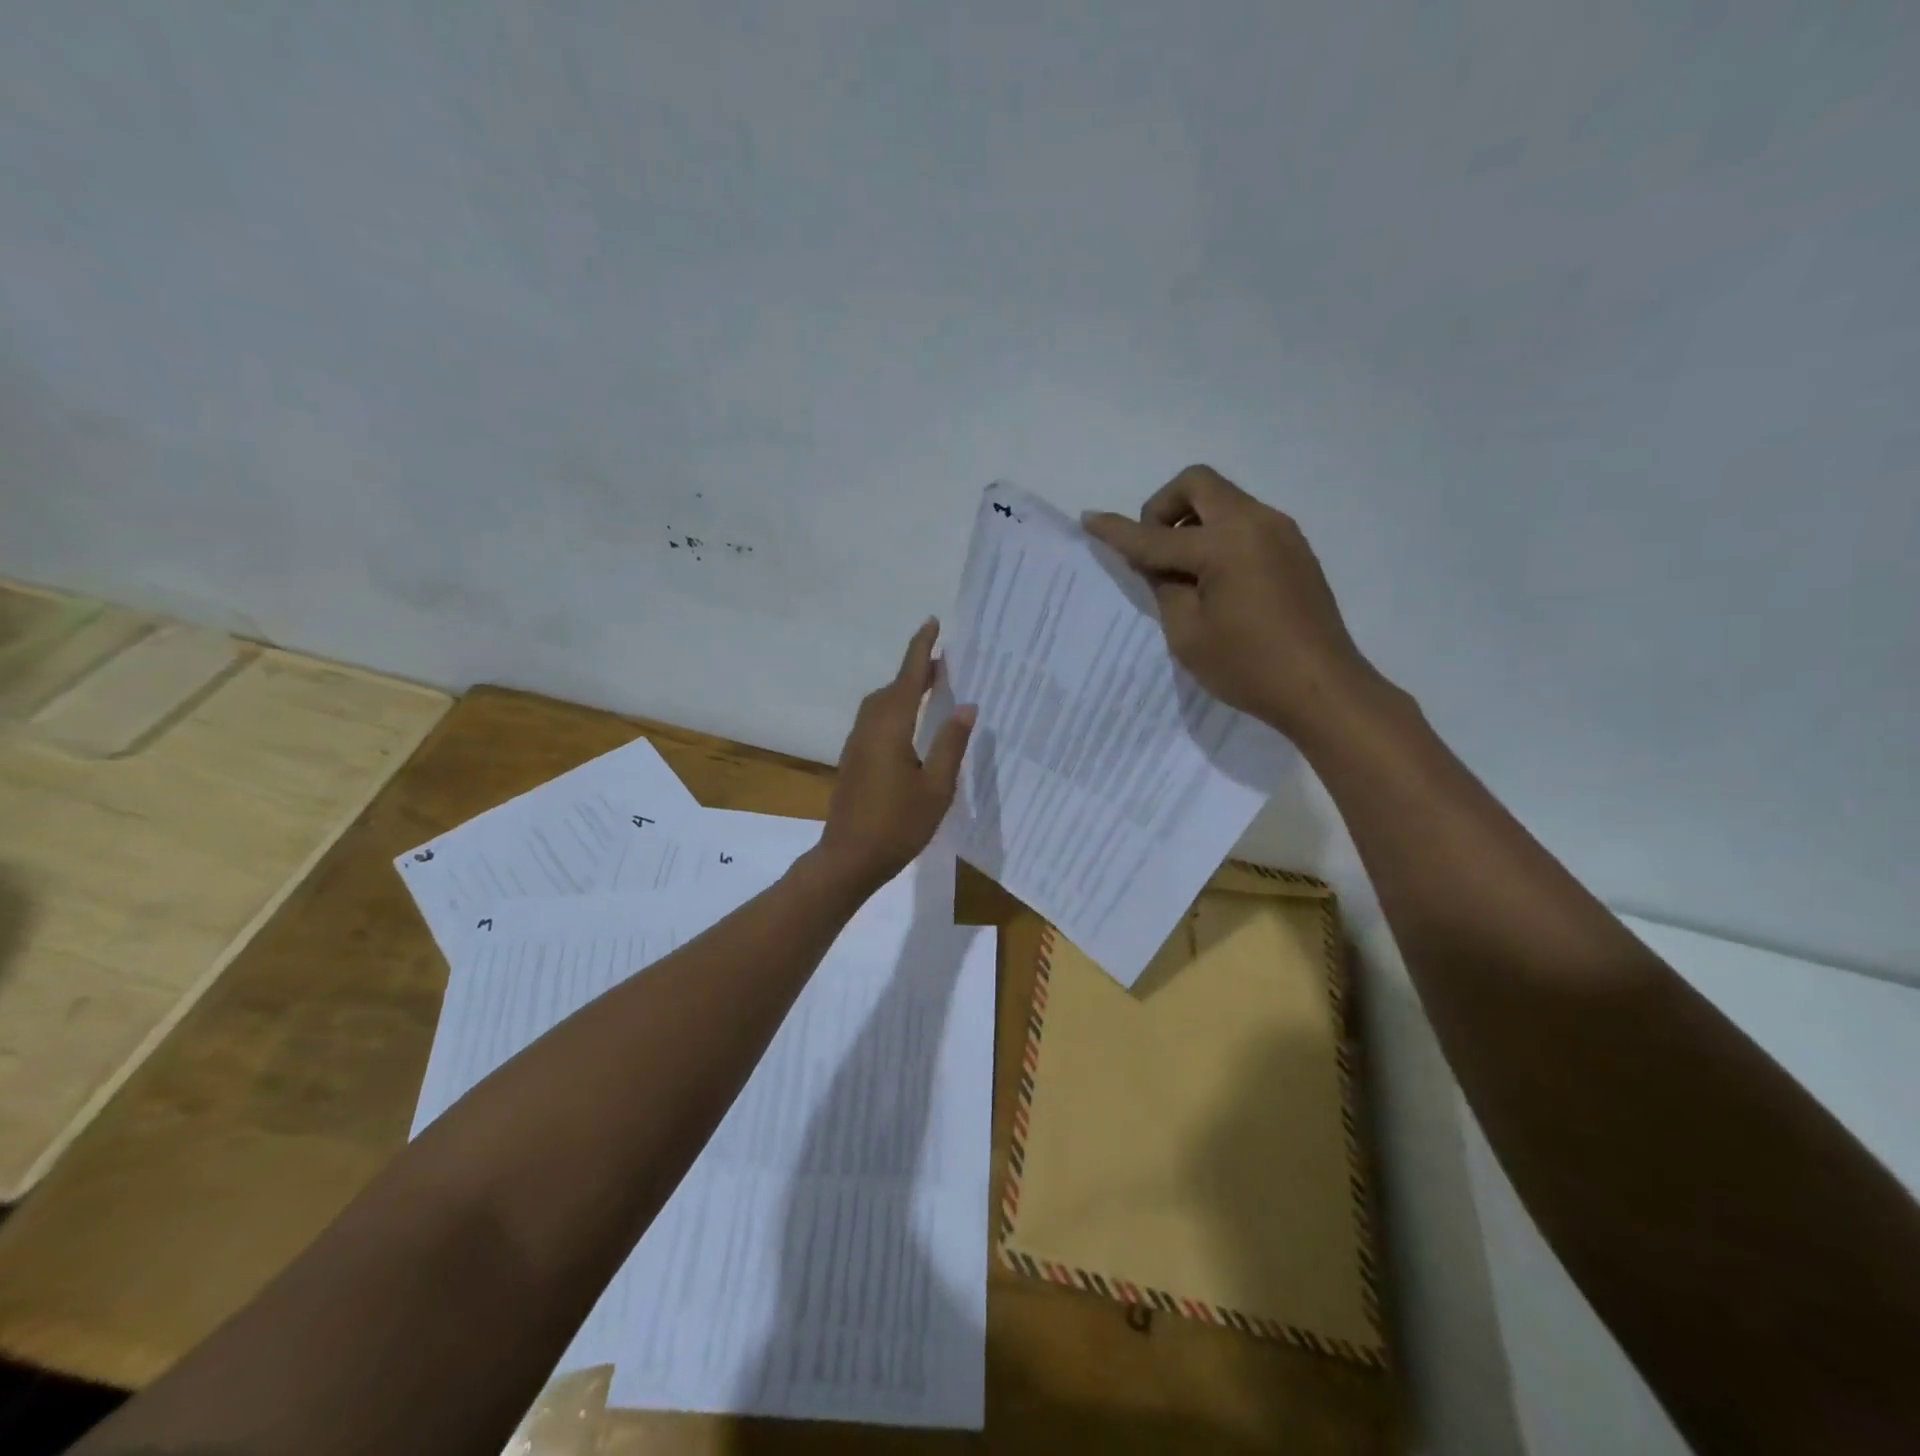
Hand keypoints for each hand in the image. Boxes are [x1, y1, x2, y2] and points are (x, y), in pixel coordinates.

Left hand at [816, 618, 975, 888]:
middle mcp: (869, 728)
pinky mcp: (853, 761)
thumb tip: (966, 706)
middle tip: (943, 661)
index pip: (908, 678)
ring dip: (903, 690)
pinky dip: (894, 710)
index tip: (932, 623)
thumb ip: (950, 744)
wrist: (849, 858)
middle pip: (891, 688)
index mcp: (890, 728)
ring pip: (880, 705)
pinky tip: (911, 726)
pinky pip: (875, 721)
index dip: (921, 650)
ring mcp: (857, 745)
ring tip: (931, 688)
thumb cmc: (898, 825)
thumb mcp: (936, 788)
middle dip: (914, 670)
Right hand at [1083, 464, 1379, 740]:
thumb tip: (1159, 563)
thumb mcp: (1187, 633)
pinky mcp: (1294, 551)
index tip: (1089, 519)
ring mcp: (1281, 533)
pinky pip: (1245, 523)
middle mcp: (1256, 522)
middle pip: (1198, 484)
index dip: (1118, 530)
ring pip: (1224, 500)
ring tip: (1182, 573)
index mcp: (1225, 543)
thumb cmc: (1248, 666)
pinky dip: (1218, 536)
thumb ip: (1165, 588)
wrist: (1323, 689)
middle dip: (1163, 507)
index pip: (1156, 534)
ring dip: (1193, 521)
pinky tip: (1214, 580)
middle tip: (1153, 551)